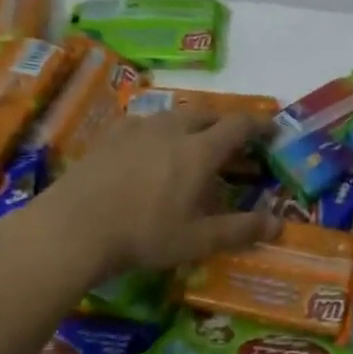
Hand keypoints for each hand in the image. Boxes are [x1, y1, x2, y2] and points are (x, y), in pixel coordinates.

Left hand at [24, 110, 278, 278]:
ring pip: (175, 115)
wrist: (73, 227)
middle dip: (226, 123)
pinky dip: (160, 130)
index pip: (239, 125)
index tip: (273, 129)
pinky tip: (150, 148)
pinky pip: (145, 122)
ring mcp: (138, 128)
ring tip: (192, 144)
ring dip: (192, 125)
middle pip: (207, 113)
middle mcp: (172, 129)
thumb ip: (240, 230)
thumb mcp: (197, 240)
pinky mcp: (110, 134)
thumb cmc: (143, 235)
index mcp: (200, 151)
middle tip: (233, 142)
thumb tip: (279, 224)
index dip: (260, 124)